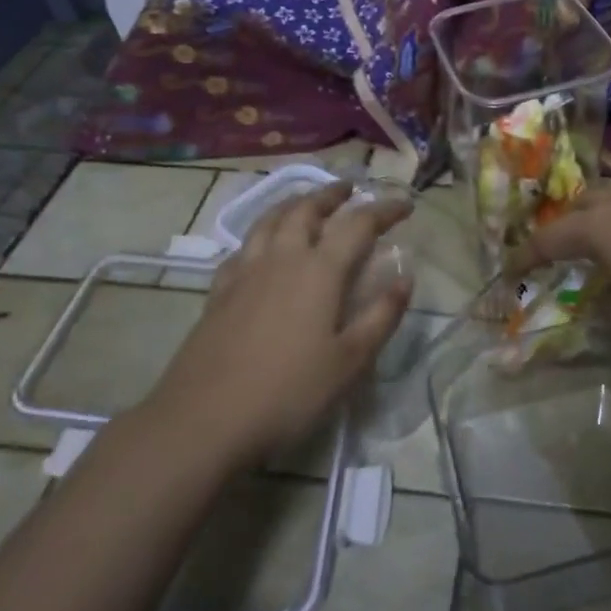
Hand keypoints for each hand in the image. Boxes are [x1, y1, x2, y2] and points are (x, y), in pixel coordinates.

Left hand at [149, 180, 412, 461]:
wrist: (203, 421)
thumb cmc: (288, 393)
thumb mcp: (350, 362)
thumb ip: (381, 316)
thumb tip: (404, 278)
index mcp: (319, 271)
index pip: (358, 224)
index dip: (385, 210)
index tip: (407, 205)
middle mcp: (282, 259)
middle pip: (307, 210)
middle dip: (332, 195)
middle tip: (350, 189)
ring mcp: (244, 273)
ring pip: (270, 221)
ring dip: (294, 203)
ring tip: (306, 201)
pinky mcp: (218, 293)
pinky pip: (243, 247)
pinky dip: (261, 234)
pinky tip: (262, 247)